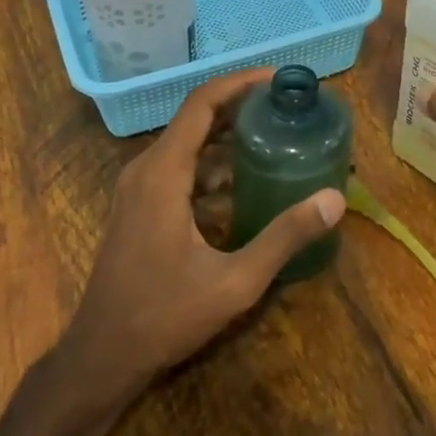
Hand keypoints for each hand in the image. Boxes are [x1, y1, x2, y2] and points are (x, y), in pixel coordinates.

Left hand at [61, 68, 345, 396]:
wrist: (101, 357)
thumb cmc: (164, 316)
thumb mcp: (234, 281)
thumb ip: (284, 237)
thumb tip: (334, 199)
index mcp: (163, 173)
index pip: (202, 103)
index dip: (240, 83)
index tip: (279, 79)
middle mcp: (147, 169)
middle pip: (197, 118)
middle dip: (242, 107)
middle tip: (287, 108)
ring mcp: (139, 189)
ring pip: (188, 144)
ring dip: (229, 137)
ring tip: (275, 138)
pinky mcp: (140, 207)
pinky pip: (180, 169)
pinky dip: (213, 166)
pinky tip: (246, 185)